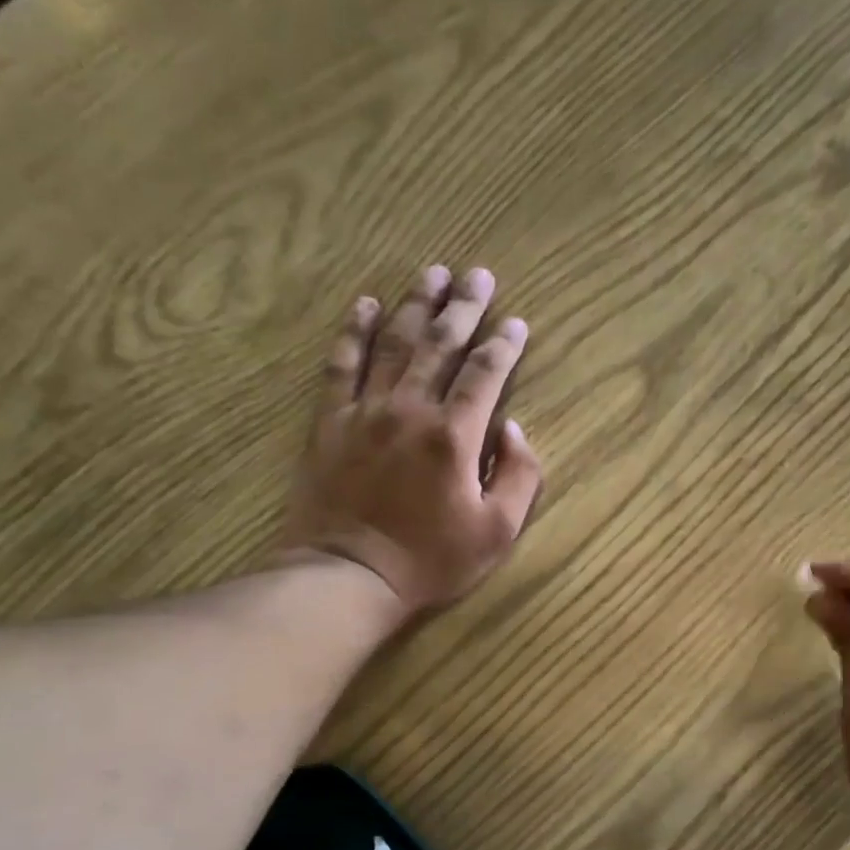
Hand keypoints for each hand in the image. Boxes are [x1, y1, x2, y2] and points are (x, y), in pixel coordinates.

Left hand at [280, 265, 542, 617]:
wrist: (348, 576)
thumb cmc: (429, 561)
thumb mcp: (496, 533)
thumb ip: (519, 477)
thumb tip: (513, 429)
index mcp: (455, 435)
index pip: (485, 374)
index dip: (504, 345)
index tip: (516, 323)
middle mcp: (410, 409)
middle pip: (441, 344)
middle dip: (463, 306)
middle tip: (478, 274)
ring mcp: (365, 412)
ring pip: (394, 343)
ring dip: (416, 305)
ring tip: (432, 273)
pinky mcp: (330, 423)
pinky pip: (342, 365)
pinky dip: (354, 332)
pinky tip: (365, 305)